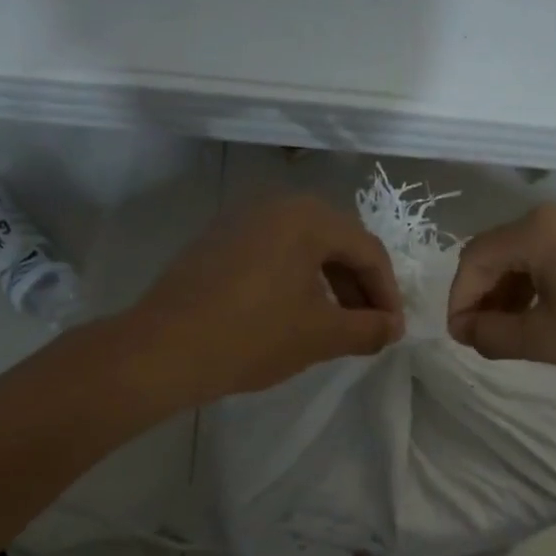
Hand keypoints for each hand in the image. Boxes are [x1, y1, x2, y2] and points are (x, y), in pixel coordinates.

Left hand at [126, 194, 403, 404]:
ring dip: (328, 285)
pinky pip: (272, 254)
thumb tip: (392, 328)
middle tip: (368, 329)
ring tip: (335, 326)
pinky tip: (293, 315)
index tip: (392, 331)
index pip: (368, 250)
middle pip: (336, 243)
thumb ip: (367, 329)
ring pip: (303, 249)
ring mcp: (240, 220)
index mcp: (307, 217)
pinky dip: (295, 281)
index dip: (387, 293)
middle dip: (358, 288)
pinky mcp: (216, 241)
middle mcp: (275, 205)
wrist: (163, 349)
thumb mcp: (321, 336)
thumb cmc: (253, 336)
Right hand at [446, 203, 555, 393]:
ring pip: (531, 254)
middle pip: (501, 251)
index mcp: (539, 231)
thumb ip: (495, 334)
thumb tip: (468, 331)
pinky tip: (550, 316)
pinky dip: (542, 285)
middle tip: (483, 337)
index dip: (459, 300)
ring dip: (511, 291)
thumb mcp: (547, 339)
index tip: (463, 339)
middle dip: (483, 295)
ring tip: (513, 332)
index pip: (475, 259)